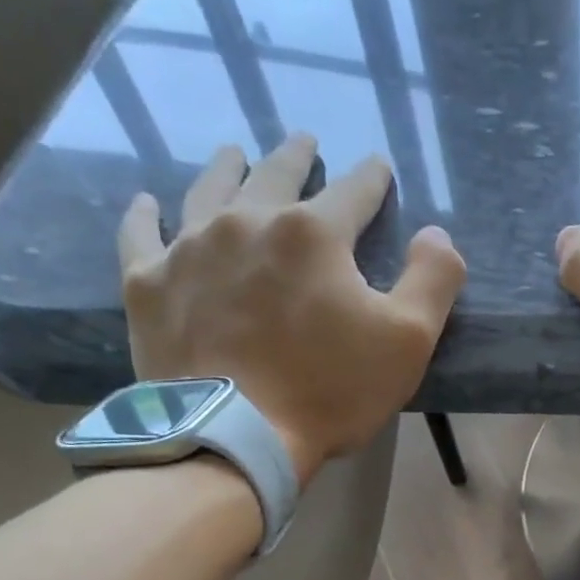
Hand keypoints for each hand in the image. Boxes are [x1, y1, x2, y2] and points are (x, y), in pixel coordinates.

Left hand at [118, 134, 465, 483]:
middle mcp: (248, 222)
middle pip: (276, 175)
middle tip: (304, 142)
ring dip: (227, 168)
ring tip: (234, 153)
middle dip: (296, 156)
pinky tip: (148, 202)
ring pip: (209, 190)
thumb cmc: (330, 389)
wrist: (234, 437)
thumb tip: (437, 234)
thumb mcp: (409, 340)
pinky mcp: (149, 284)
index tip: (378, 166)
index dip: (371, 177)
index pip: (353, 191)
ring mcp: (190, 249)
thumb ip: (433, 279)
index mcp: (314, 233)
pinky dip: (146, 214)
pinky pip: (142, 234)